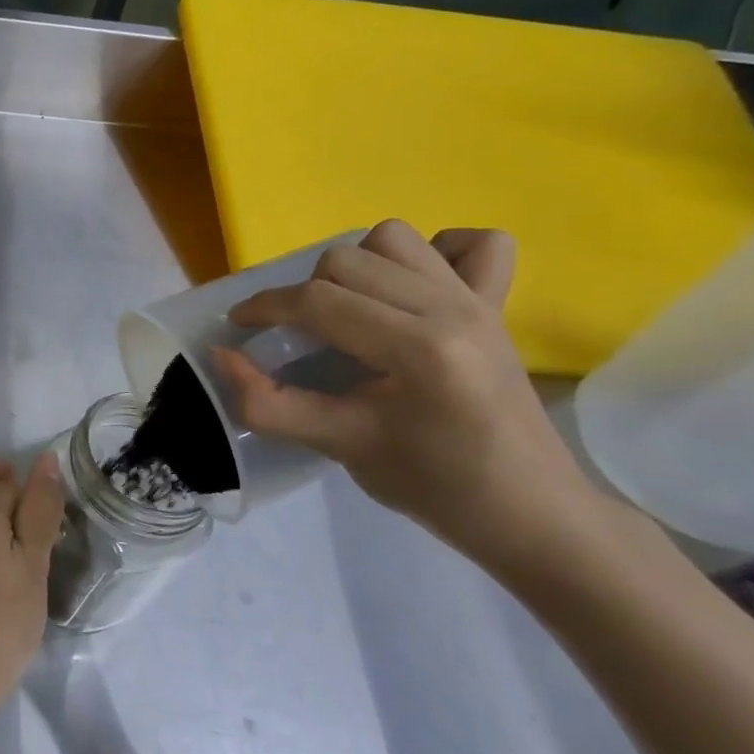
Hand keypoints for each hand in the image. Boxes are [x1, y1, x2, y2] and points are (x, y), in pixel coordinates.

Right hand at [214, 220, 592, 561]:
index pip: (319, 301)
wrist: (531, 513)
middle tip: (296, 336)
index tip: (238, 327)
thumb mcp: (339, 446)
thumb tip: (221, 357)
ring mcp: (480, 301)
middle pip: (347, 261)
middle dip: (304, 292)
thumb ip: (269, 404)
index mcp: (420, 348)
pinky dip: (435, 253)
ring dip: (356, 267)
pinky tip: (412, 290)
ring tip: (347, 311)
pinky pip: (474, 245)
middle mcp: (452, 308)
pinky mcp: (497, 305)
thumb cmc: (435, 486)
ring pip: (393, 240)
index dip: (264, 308)